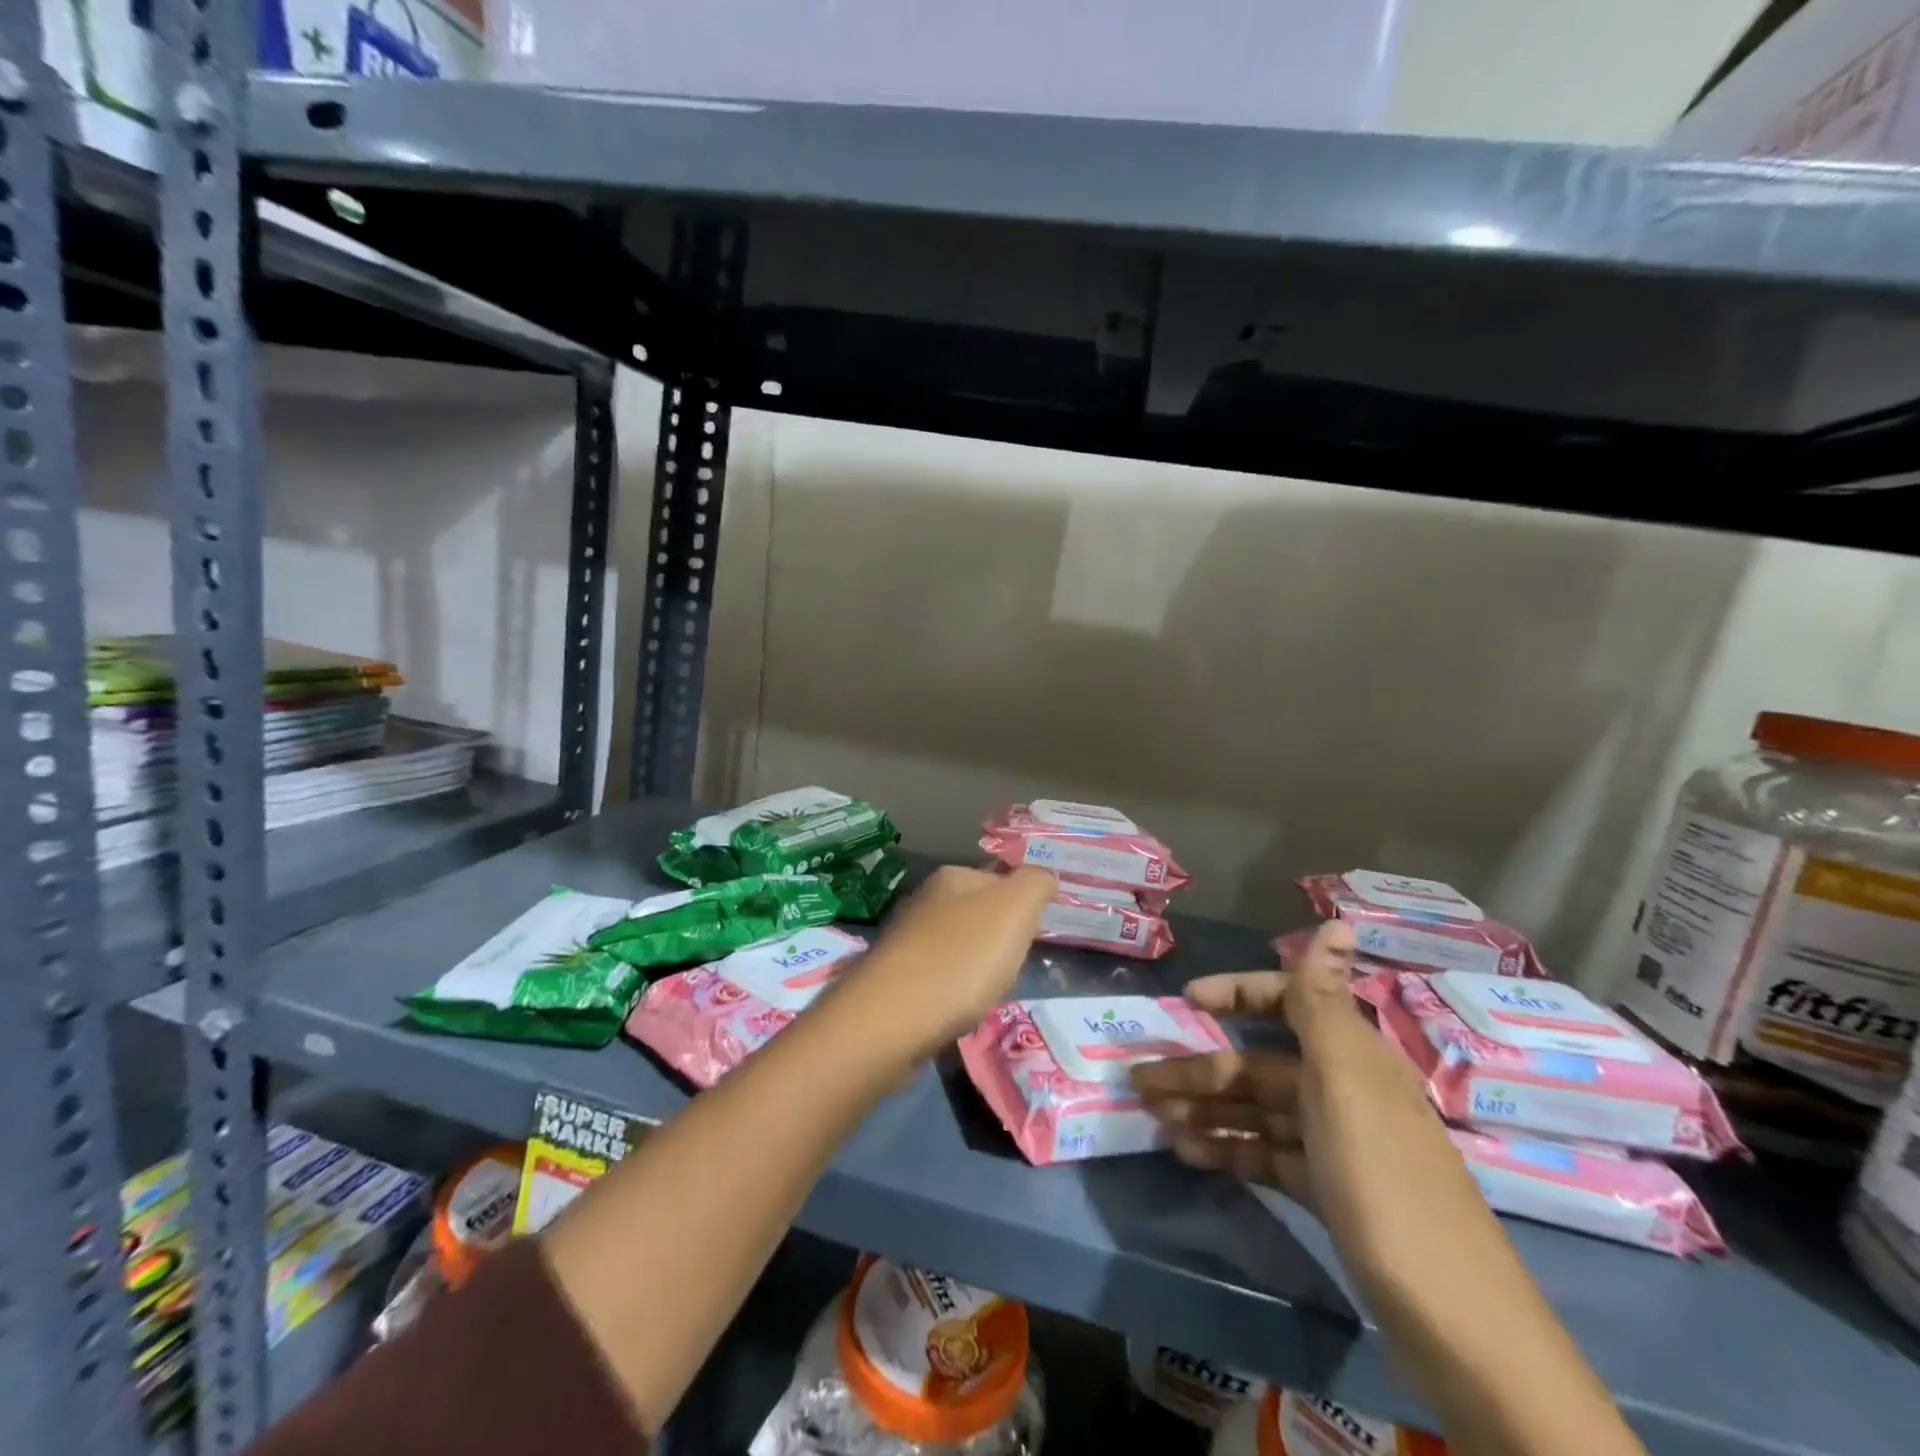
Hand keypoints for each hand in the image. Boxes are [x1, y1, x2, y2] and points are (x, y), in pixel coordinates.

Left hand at [835, 864, 1055, 1069]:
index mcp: (952, 876)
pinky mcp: (893, 978)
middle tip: (1013, 966)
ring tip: (987, 990)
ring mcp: (904, 939)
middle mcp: (924, 899)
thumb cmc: (962, 957)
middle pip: (976, 912)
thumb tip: (1043, 875)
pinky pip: (936, 976)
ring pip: (955, 945)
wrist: (892, 1018)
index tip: (1031, 935)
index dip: (1021, 905)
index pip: (998, 877)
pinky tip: (957, 1008)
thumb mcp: (1015, 908)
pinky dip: (952, 990)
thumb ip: (1035, 884)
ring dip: (974, 965)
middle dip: (997, 937)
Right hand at [1130, 921, 1456, 1240]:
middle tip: (1138, 1083)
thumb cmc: (1384, 1179)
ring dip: (1204, 1110)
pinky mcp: (1328, 1194)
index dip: (1238, 994)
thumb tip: (1337, 920)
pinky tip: (1189, 1153)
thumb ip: (1324, 1001)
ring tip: (1152, 1119)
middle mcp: (1343, 1091)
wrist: (1455, 1323)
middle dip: (1198, 1068)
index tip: (1186, 1001)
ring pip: (1255, 1112)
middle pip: (1258, 1066)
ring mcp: (1335, 1146)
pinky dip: (1228, 1150)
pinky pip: (1266, 1156)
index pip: (1288, 1002)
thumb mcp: (1346, 1080)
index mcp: (1350, 1056)